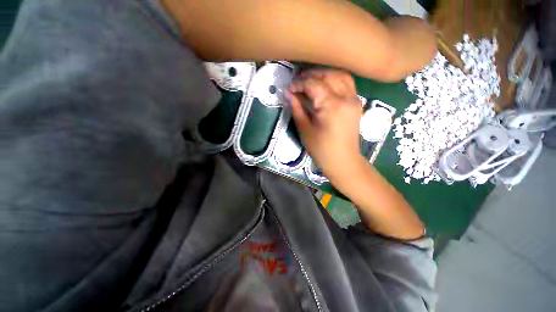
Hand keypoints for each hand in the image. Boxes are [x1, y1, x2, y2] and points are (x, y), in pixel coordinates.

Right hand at [286, 69, 362, 181]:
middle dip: (311, 75)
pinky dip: (335, 79)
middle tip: (298, 81)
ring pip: (340, 75)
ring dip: (325, 74)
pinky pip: (347, 84)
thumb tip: (288, 94)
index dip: (299, 85)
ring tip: (311, 80)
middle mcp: (346, 97)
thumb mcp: (305, 129)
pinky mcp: (356, 103)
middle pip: (328, 75)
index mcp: (331, 105)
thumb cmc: (321, 149)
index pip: (313, 85)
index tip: (289, 89)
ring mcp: (354, 99)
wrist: (343, 160)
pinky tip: (325, 85)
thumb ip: (297, 109)